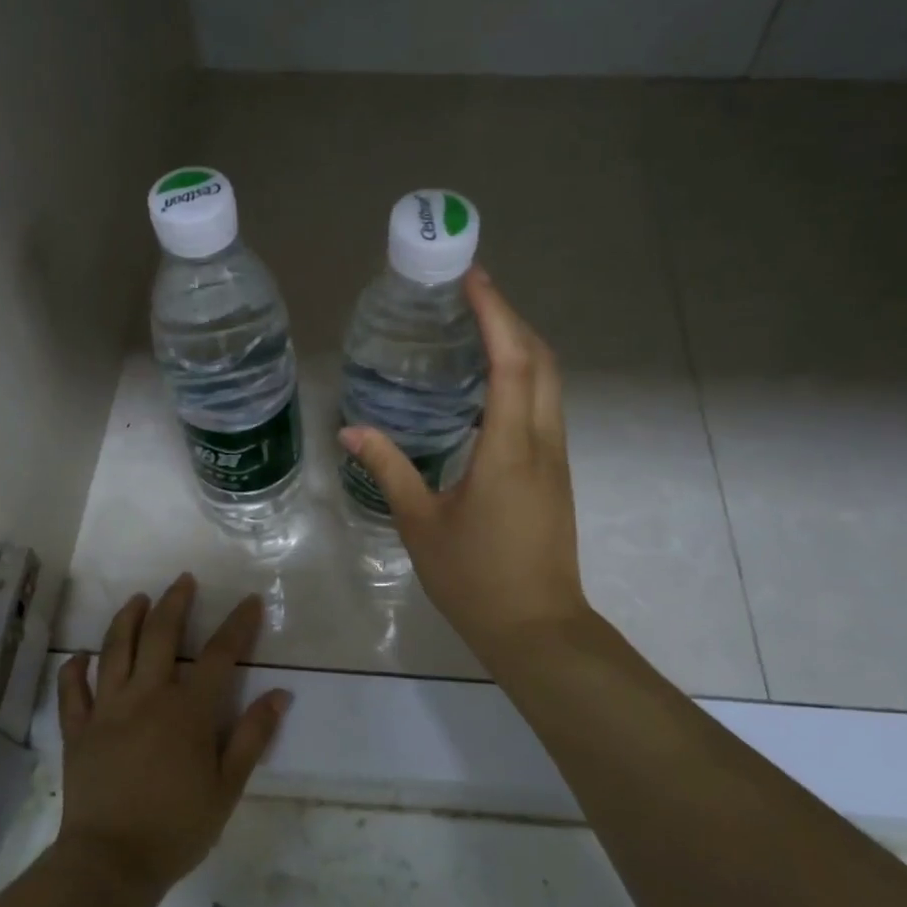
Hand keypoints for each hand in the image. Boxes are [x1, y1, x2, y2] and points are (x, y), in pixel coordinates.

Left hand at [54, 575, 289, 901]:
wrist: (111, 864)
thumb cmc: (178, 828)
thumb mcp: (228, 787)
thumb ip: (253, 736)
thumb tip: (279, 694)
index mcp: (188, 710)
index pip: (220, 655)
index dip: (238, 624)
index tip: (250, 601)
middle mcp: (147, 696)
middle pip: (162, 635)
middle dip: (176, 602)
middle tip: (183, 580)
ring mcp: (108, 710)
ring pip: (115, 650)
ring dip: (128, 618)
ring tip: (138, 598)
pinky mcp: (79, 731)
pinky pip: (72, 692)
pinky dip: (75, 670)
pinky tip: (80, 656)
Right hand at [339, 267, 591, 666]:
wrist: (536, 628)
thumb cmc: (475, 578)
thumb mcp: (420, 523)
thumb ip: (389, 469)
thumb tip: (351, 431)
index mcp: (508, 448)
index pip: (512, 361)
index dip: (496, 313)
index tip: (473, 278)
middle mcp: (541, 442)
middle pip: (540, 361)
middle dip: (511, 319)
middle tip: (471, 296)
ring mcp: (555, 458)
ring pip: (548, 383)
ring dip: (520, 347)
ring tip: (477, 329)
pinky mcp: (555, 474)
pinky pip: (543, 408)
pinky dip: (522, 379)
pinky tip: (486, 388)